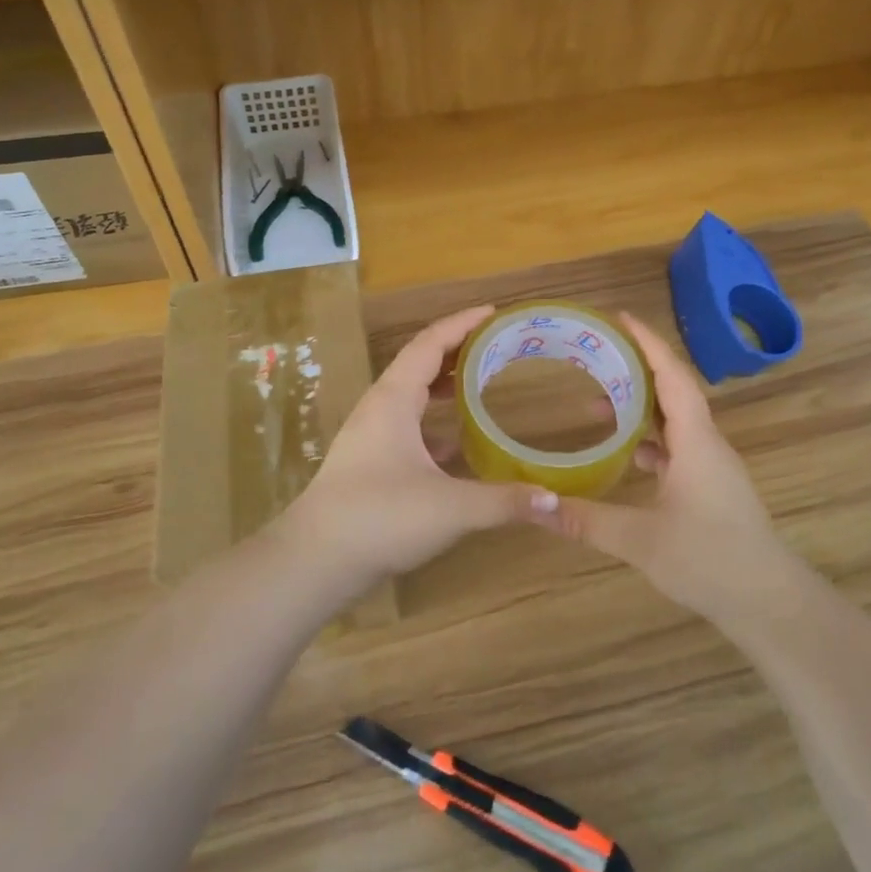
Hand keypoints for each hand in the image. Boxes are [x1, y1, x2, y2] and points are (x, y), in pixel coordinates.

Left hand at [280, 305, 561, 590]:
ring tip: (482, 383)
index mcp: (393, 400)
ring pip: (411, 396)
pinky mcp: (370, 463)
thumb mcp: (450, 508)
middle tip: (497, 346)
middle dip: (457, 350)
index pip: (430, 344)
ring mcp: (371, 436)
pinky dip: (434, 423)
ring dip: (444, 386)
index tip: (494, 311)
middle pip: (420, 364)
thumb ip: (504, 502)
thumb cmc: (379, 517)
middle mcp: (380, 409)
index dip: (462, 323)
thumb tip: (555, 501)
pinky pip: (408, 427)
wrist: (315, 560)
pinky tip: (458, 442)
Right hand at [553, 313, 808, 631]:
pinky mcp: (712, 488)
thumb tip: (535, 506)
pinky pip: (678, 447)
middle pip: (672, 392)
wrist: (769, 602)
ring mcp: (712, 467)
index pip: (672, 376)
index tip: (620, 318)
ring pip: (675, 422)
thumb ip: (586, 520)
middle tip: (595, 360)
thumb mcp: (639, 540)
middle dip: (635, 371)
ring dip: (640, 408)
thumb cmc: (709, 560)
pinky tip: (626, 455)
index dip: (647, 343)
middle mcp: (707, 444)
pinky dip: (650, 440)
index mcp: (696, 441)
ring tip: (596, 407)